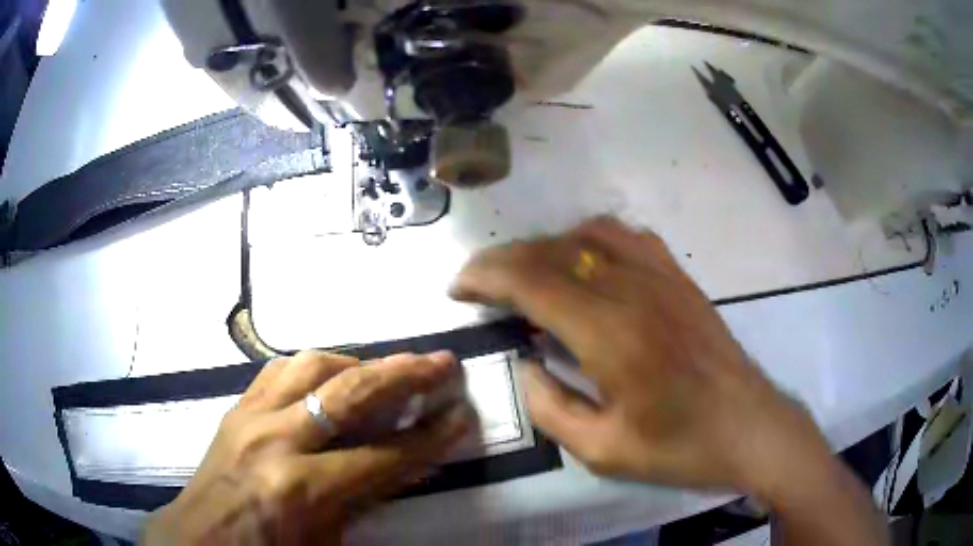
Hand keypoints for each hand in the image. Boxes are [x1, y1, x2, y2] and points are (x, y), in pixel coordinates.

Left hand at [142, 351, 471, 545]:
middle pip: (351, 393)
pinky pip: (279, 369)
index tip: (462, 414)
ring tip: (388, 368)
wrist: (199, 538)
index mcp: (301, 488)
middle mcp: (275, 439)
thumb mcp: (325, 541)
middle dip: (405, 376)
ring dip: (359, 362)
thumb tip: (405, 463)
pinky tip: (331, 373)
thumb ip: (365, 498)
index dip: (429, 437)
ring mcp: (250, 415)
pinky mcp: (236, 406)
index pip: (382, 455)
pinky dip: (315, 366)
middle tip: (442, 362)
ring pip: (312, 365)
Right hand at [450, 217, 828, 496]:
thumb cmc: (679, 446)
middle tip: (478, 285)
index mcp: (610, 333)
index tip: (458, 288)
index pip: (531, 281)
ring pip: (585, 236)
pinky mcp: (678, 277)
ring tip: (525, 275)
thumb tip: (527, 365)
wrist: (748, 426)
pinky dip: (588, 239)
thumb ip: (550, 408)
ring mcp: (660, 276)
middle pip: (552, 252)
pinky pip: (625, 236)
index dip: (485, 277)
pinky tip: (581, 261)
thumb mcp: (603, 451)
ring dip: (543, 248)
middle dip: (503, 262)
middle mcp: (633, 289)